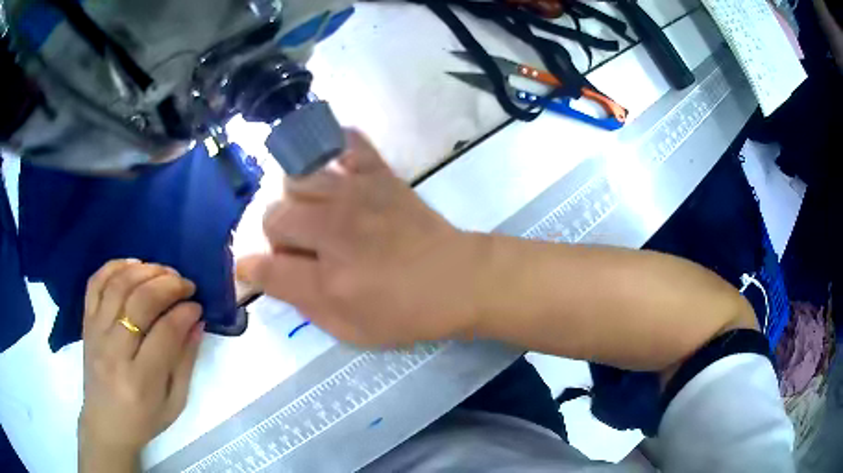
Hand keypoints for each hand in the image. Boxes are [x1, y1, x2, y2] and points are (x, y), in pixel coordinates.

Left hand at [78, 260, 204, 471]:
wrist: (105, 423)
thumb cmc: (144, 420)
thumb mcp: (174, 402)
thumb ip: (185, 361)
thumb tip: (196, 322)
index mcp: (141, 381)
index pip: (165, 333)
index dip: (185, 312)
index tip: (198, 306)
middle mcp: (114, 352)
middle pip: (140, 302)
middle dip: (168, 285)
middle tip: (186, 284)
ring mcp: (96, 333)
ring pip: (118, 286)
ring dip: (145, 271)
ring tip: (164, 271)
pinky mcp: (86, 323)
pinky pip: (95, 283)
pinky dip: (114, 266)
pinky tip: (133, 264)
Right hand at [237, 131, 484, 345]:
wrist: (458, 280)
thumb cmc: (406, 313)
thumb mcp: (350, 330)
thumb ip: (302, 304)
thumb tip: (264, 276)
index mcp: (328, 281)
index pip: (266, 268)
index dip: (250, 270)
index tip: (250, 270)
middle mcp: (334, 231)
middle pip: (273, 216)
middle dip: (276, 236)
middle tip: (299, 248)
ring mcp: (357, 196)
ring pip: (297, 181)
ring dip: (297, 201)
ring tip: (316, 214)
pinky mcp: (380, 176)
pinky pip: (348, 145)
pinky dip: (335, 148)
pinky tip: (335, 164)